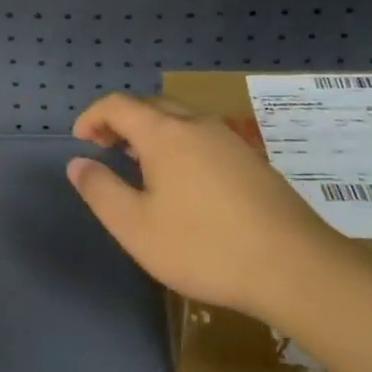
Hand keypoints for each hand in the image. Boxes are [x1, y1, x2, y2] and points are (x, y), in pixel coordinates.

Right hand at [66, 93, 332, 321]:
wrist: (294, 267)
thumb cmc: (204, 246)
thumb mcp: (136, 227)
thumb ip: (100, 190)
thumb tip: (77, 163)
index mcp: (164, 133)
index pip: (118, 104)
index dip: (93, 116)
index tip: (80, 142)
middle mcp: (197, 124)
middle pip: (150, 105)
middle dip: (121, 121)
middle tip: (107, 151)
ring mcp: (230, 140)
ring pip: (181, 119)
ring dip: (152, 131)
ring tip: (141, 165)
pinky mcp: (252, 160)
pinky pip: (204, 136)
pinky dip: (180, 144)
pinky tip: (185, 182)